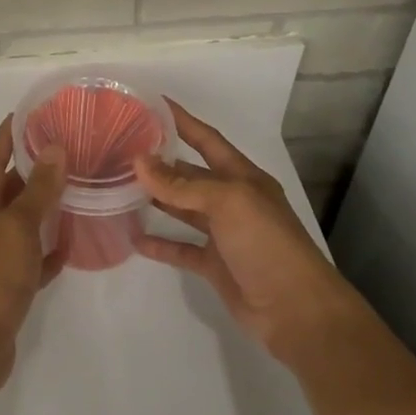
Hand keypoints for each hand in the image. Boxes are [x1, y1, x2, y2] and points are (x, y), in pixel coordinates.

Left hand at [0, 120, 66, 400]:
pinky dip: (48, 250)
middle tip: (65, 150)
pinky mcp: (8, 289)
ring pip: (21, 224)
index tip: (27, 114)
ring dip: (43, 207)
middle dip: (31, 169)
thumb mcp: (15, 228)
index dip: (6, 136)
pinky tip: (70, 245)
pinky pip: (32, 260)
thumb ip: (37, 190)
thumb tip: (54, 148)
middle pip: (7, 190)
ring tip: (75, 189)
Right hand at [133, 100, 344, 363]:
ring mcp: (223, 234)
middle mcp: (232, 200)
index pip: (207, 139)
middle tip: (121, 148)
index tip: (152, 102)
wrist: (297, 311)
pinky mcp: (214, 265)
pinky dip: (159, 243)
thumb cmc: (267, 244)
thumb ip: (182, 185)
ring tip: (118, 186)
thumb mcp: (228, 203)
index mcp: (242, 177)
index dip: (182, 120)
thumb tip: (139, 161)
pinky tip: (133, 237)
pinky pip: (180, 248)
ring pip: (182, 209)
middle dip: (160, 161)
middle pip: (190, 173)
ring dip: (155, 198)